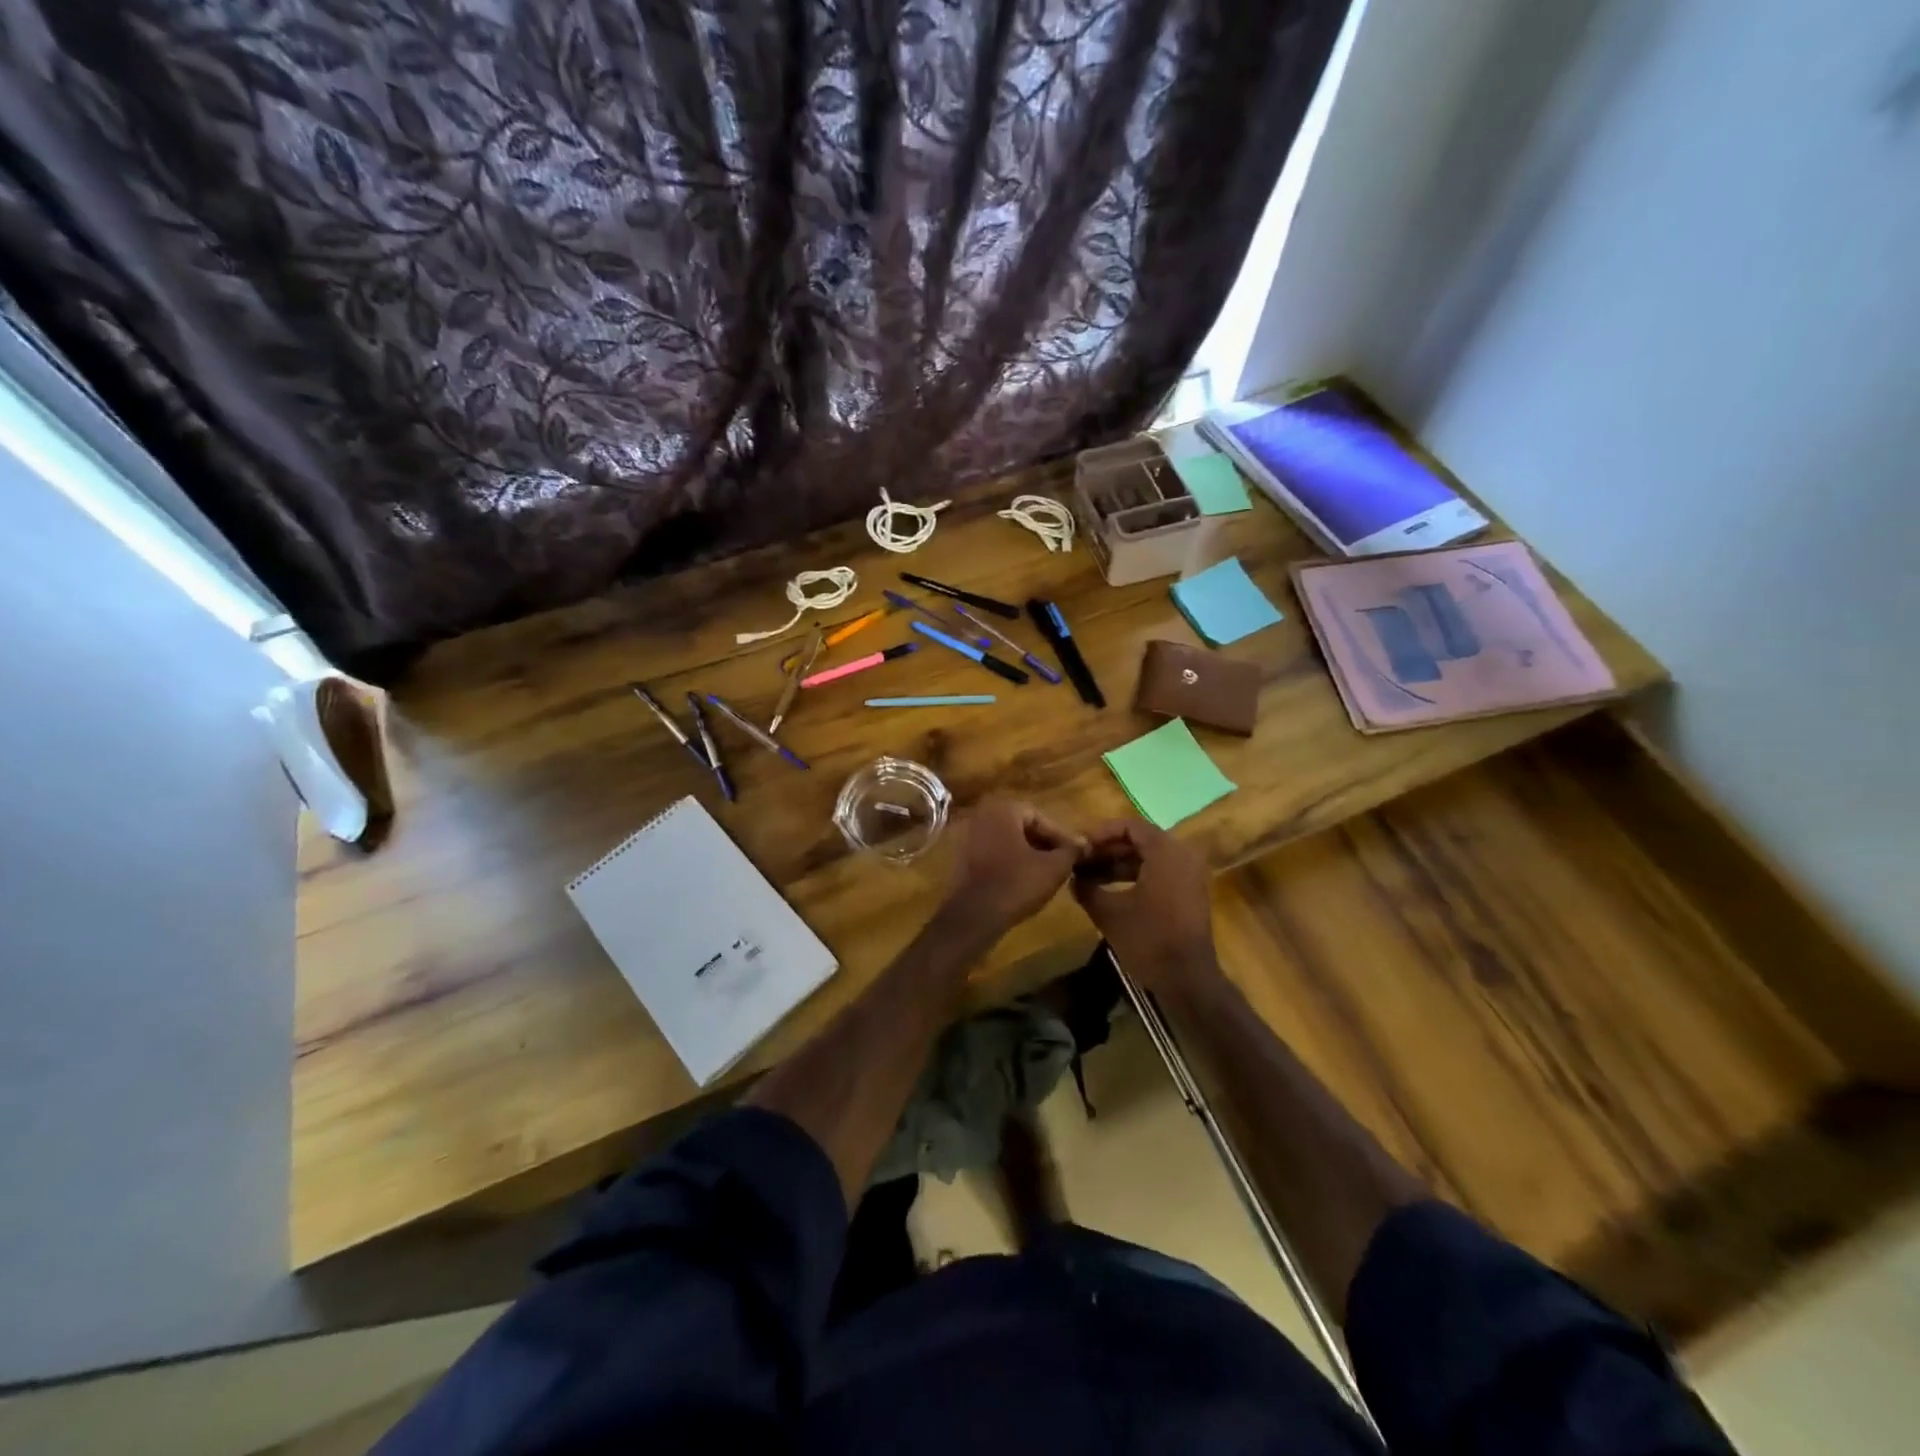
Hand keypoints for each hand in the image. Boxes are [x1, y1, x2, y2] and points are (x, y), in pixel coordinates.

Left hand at [946, 797, 1085, 932]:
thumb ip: (1071, 851)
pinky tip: (1024, 883)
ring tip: (1047, 876)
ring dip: (1028, 855)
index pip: (1040, 817)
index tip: (1074, 856)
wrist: (974, 916)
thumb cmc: (1016, 884)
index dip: (1060, 837)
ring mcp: (969, 837)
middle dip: (1044, 845)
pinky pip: (994, 855)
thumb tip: (1084, 843)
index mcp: (1003, 810)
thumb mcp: (1053, 868)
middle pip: (1022, 827)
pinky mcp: (962, 859)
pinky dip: (1010, 864)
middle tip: (1062, 864)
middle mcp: (982, 816)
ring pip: (1008, 842)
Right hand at [1071, 819, 1217, 988]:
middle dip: (1107, 850)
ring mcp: (1189, 875)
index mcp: (1166, 852)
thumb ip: (1087, 889)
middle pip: (1139, 841)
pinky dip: (1134, 877)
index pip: (1130, 826)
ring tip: (1087, 878)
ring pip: (1147, 859)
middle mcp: (1182, 856)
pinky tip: (1108, 892)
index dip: (1101, 833)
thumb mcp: (1109, 912)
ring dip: (1117, 865)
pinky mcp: (1189, 894)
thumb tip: (1073, 878)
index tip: (1079, 845)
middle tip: (1080, 861)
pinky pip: (1158, 873)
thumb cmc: (1149, 939)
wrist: (1188, 979)